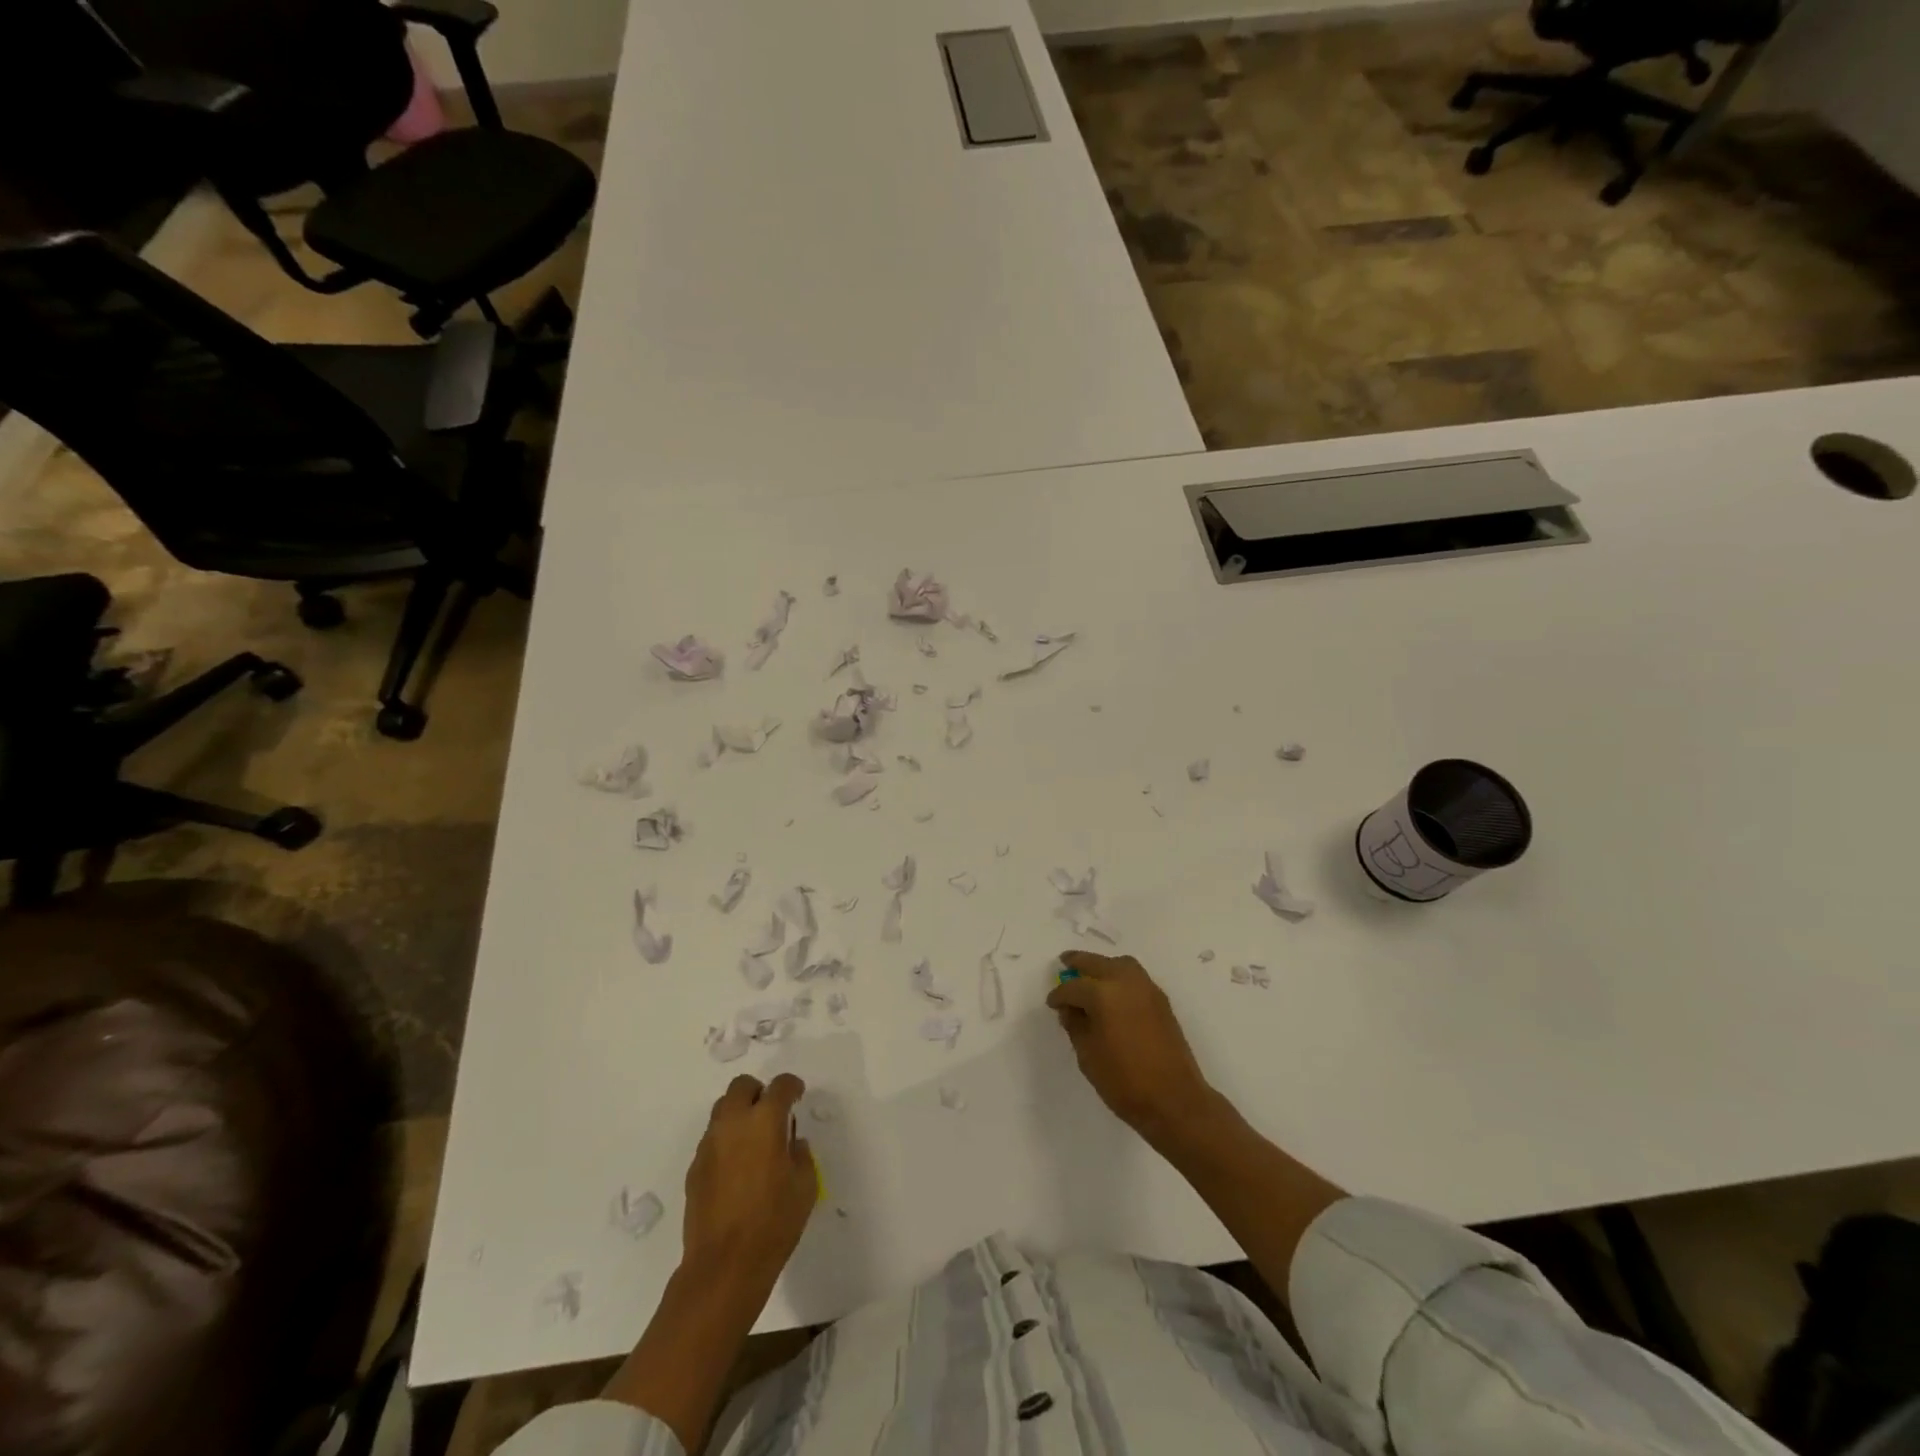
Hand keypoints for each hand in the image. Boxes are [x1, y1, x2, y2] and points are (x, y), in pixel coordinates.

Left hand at [682, 1073, 815, 1288]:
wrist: (724, 1266)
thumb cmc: (773, 1223)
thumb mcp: (805, 1186)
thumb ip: (800, 1154)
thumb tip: (792, 1143)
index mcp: (765, 1121)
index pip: (780, 1085)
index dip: (792, 1087)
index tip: (797, 1097)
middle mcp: (734, 1123)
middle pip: (742, 1086)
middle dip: (758, 1092)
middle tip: (771, 1114)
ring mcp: (709, 1144)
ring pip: (722, 1109)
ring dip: (739, 1114)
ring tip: (752, 1140)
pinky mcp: (694, 1167)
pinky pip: (712, 1138)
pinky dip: (726, 1141)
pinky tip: (736, 1168)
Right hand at [1046, 952, 1219, 1144]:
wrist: (1175, 1100)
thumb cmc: (1124, 1081)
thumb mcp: (1088, 1056)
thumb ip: (1076, 1026)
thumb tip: (1070, 1010)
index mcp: (1103, 995)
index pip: (1074, 987)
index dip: (1059, 995)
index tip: (1052, 1003)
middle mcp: (1126, 983)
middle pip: (1097, 963)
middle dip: (1079, 962)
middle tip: (1064, 963)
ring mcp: (1147, 989)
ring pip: (1121, 964)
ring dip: (1103, 966)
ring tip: (1090, 977)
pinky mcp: (1161, 1001)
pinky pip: (1135, 977)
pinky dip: (1120, 977)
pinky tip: (1113, 994)